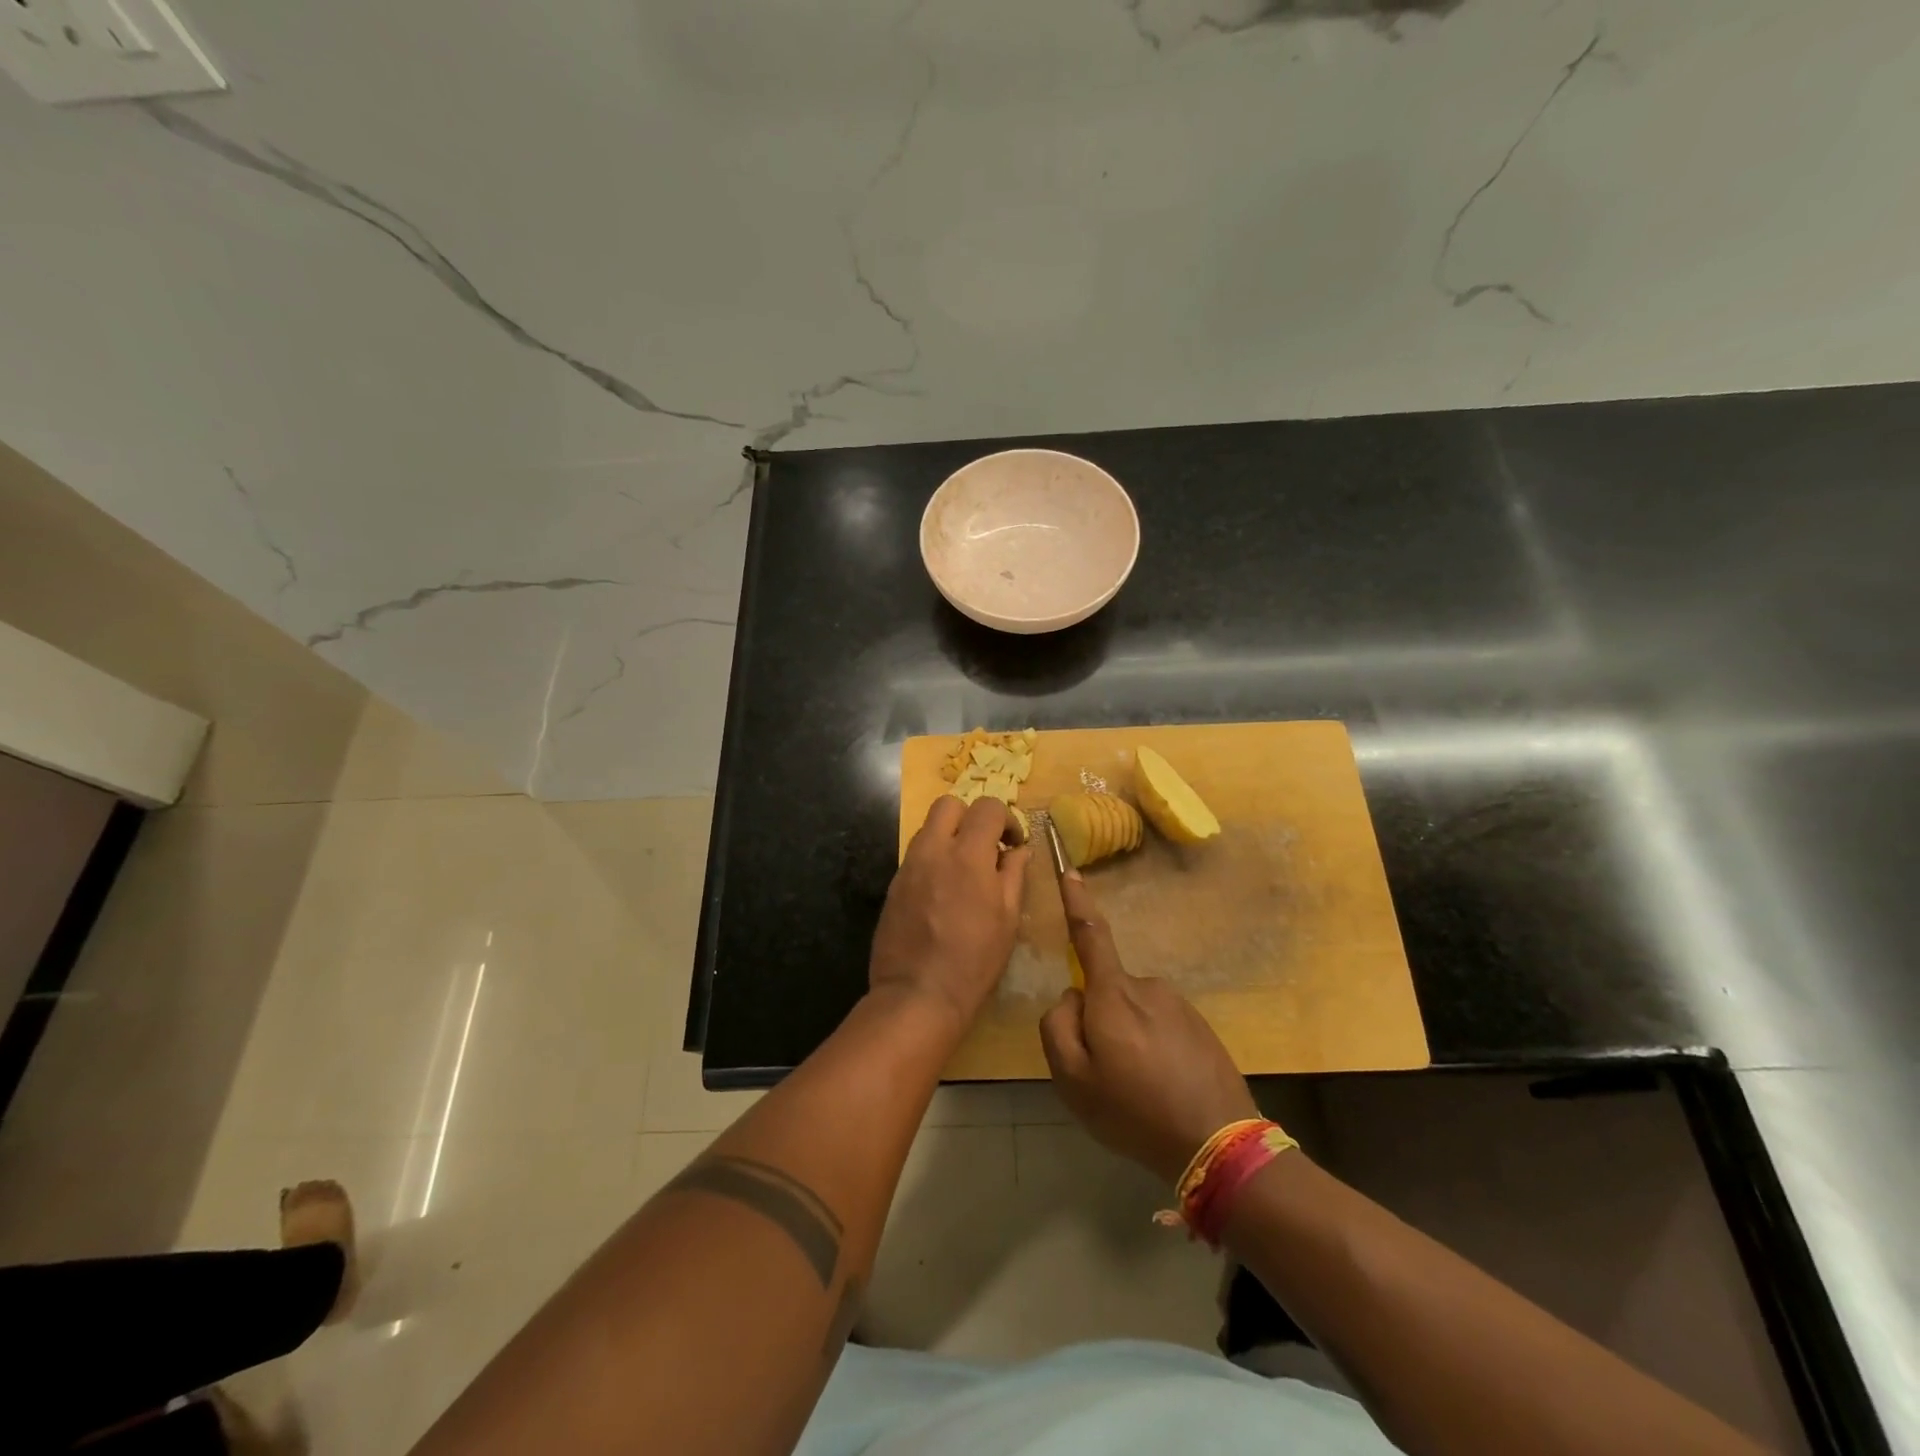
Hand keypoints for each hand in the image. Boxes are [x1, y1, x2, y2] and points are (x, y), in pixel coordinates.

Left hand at [869, 796, 1030, 1032]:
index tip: (1014, 845)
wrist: (917, 994)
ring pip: (928, 827)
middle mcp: (934, 850)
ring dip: (949, 836)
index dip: (1007, 819)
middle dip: (971, 816)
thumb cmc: (974, 960)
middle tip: (985, 847)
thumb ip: (1013, 875)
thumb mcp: (1007, 919)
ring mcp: (909, 865)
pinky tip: (943, 891)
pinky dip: (933, 858)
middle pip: (949, 804)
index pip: (987, 807)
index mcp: (968, 855)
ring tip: (964, 870)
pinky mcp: (894, 884)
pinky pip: (916, 854)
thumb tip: (1019, 850)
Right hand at [1039, 869, 1256, 1183]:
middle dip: (1098, 1020)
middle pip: (1106, 990)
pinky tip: (1163, 1088)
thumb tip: (1071, 997)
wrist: (1219, 1143)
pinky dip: (1153, 1050)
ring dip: (1127, 1038)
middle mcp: (1147, 987)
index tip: (1071, 871)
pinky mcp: (1200, 1025)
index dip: (1077, 902)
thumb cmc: (1134, 1111)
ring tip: (1138, 1089)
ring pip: (1133, 1012)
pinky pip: (1160, 1027)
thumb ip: (1057, 1028)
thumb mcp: (1073, 1080)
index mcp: (1113, 995)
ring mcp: (1178, 1005)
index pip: (1090, 935)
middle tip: (1105, 1075)